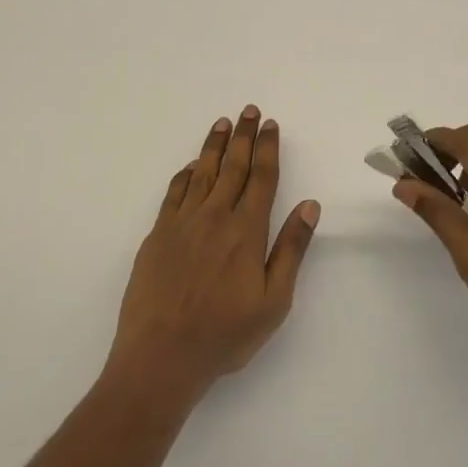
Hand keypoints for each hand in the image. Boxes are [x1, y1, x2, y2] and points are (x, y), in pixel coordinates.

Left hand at [107, 106, 319, 404]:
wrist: (161, 355)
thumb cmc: (224, 334)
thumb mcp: (274, 301)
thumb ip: (291, 249)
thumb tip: (310, 205)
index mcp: (246, 231)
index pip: (262, 178)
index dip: (268, 149)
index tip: (271, 125)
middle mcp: (215, 217)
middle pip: (233, 166)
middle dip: (244, 136)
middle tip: (249, 111)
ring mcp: (182, 223)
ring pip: (202, 172)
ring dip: (214, 145)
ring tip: (222, 123)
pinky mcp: (157, 234)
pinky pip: (174, 193)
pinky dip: (184, 174)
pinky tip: (190, 165)